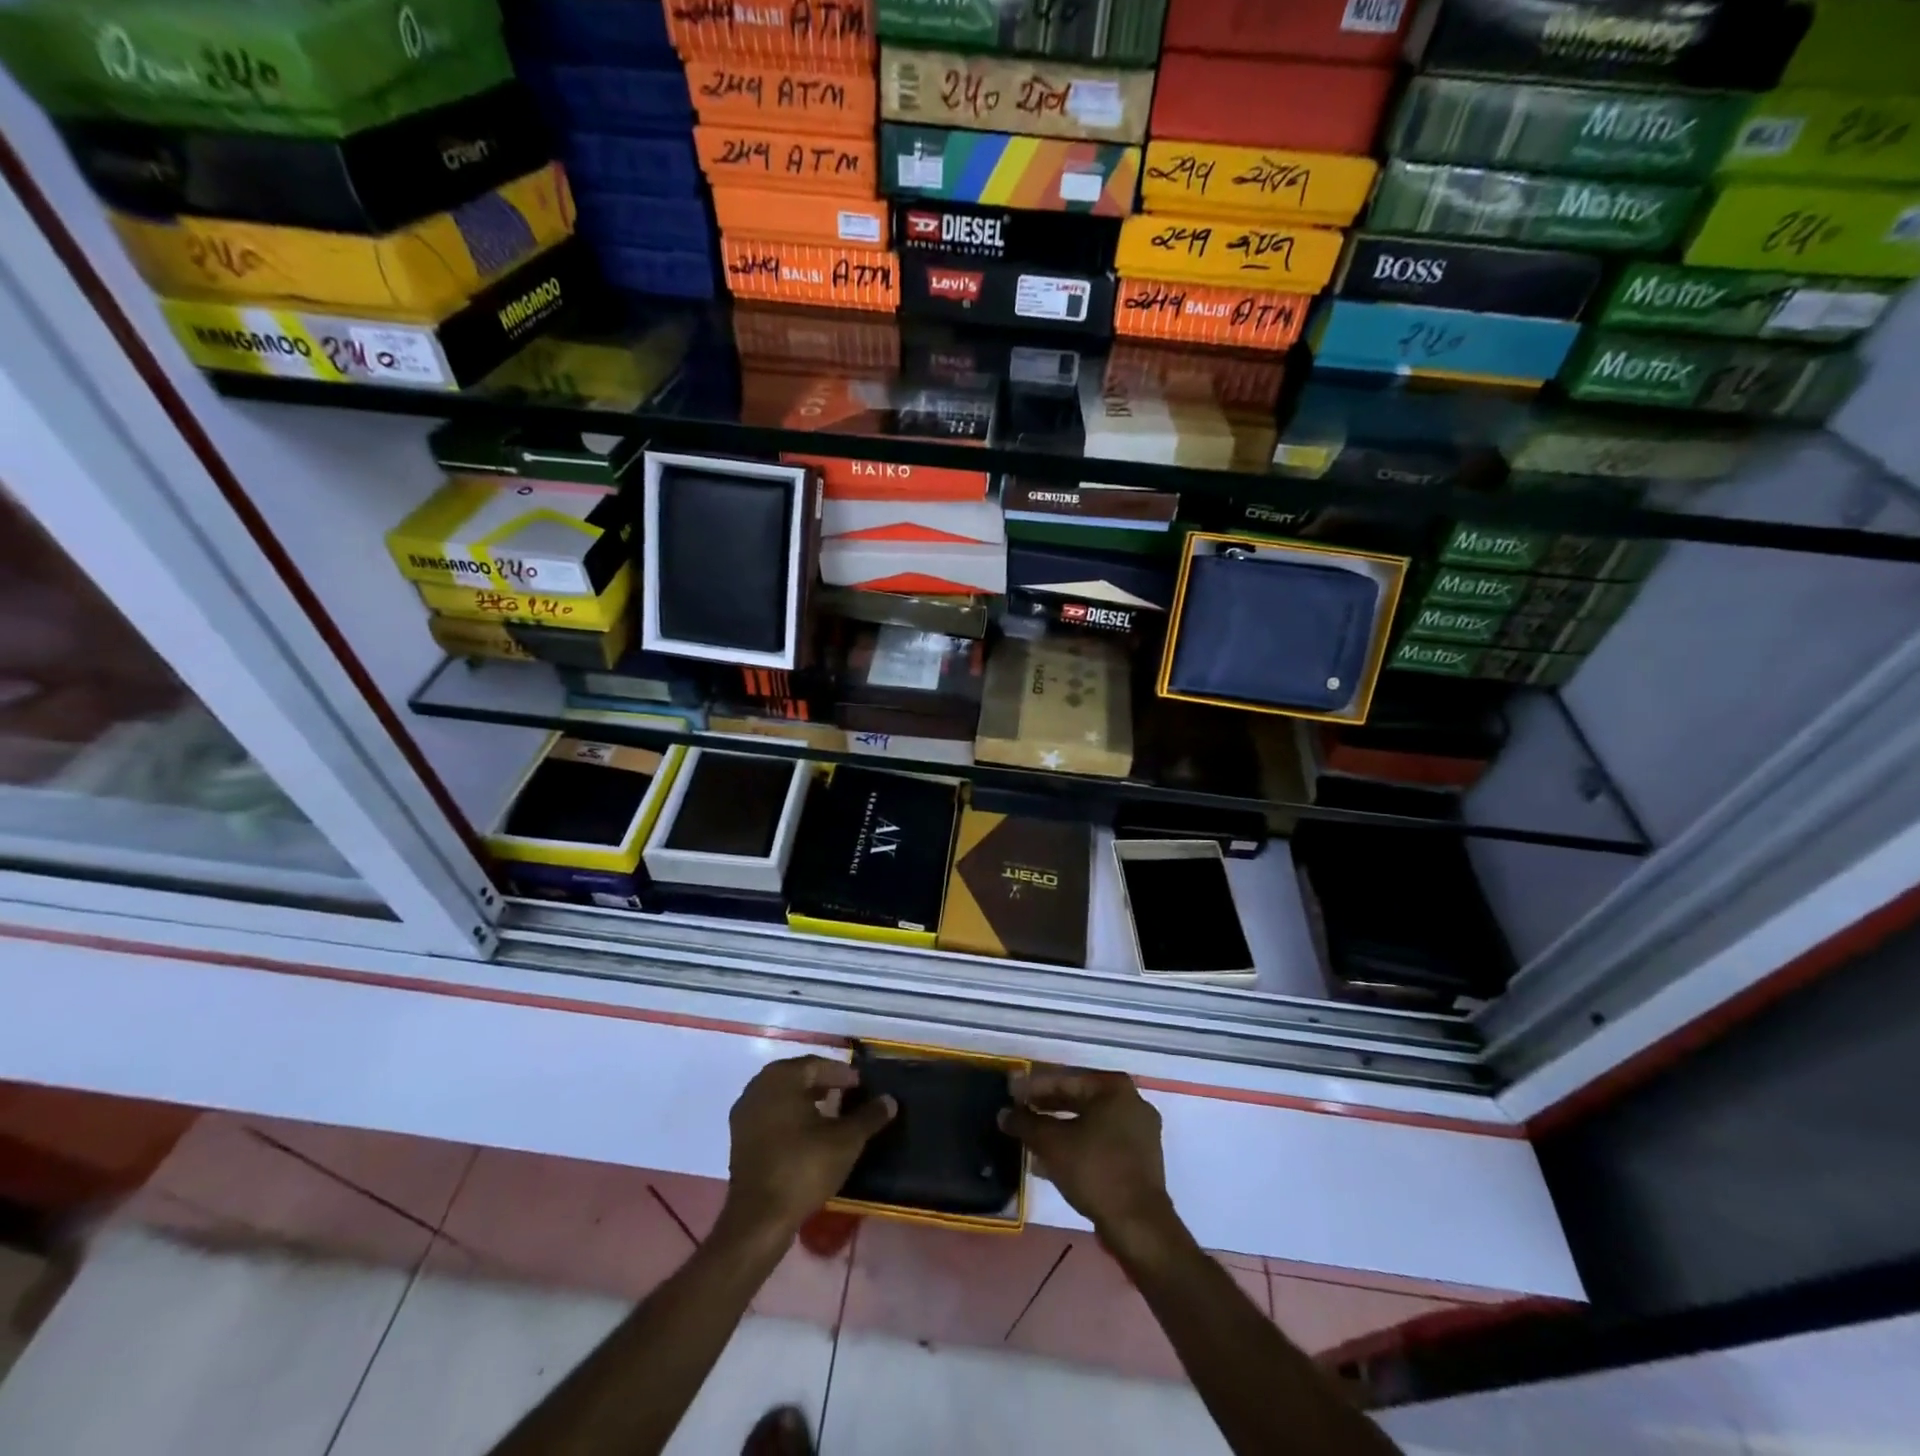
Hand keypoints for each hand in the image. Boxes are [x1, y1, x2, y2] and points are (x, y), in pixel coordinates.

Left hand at [721, 1056, 895, 1244]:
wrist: (758, 1219)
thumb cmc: (803, 1168)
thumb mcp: (845, 1141)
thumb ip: (869, 1117)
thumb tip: (890, 1100)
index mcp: (781, 1078)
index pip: (816, 1065)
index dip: (841, 1074)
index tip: (860, 1085)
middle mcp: (758, 1088)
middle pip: (796, 1076)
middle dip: (823, 1083)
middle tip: (847, 1094)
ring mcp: (744, 1114)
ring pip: (781, 1096)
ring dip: (805, 1100)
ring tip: (830, 1113)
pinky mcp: (739, 1139)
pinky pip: (770, 1115)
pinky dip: (790, 1117)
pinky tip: (807, 1134)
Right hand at [1000, 1068, 1175, 1252]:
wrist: (1138, 1225)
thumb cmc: (1094, 1170)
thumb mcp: (1052, 1143)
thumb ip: (1025, 1123)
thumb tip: (1003, 1113)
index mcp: (1114, 1089)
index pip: (1065, 1080)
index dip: (1033, 1087)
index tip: (1010, 1093)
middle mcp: (1131, 1102)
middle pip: (1078, 1099)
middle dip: (1046, 1108)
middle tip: (1018, 1113)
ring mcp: (1139, 1132)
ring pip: (1089, 1123)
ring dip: (1059, 1129)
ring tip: (1030, 1138)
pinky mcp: (1139, 1160)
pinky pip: (1100, 1142)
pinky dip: (1077, 1146)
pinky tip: (1051, 1161)